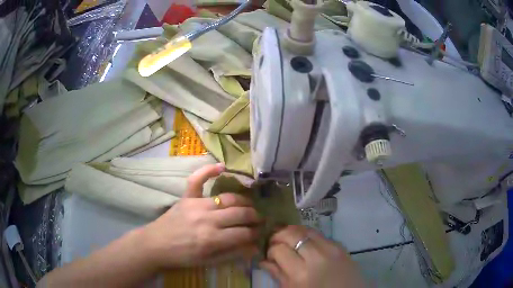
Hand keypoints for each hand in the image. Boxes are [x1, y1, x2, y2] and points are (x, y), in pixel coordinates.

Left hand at [141, 163, 260, 268]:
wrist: (156, 245)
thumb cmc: (182, 256)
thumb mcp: (209, 262)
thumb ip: (232, 254)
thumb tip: (255, 247)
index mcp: (212, 239)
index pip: (243, 233)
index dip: (255, 234)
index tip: (259, 234)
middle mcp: (207, 219)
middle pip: (240, 214)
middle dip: (254, 217)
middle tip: (259, 220)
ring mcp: (196, 204)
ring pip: (228, 198)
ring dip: (243, 201)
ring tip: (249, 206)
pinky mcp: (186, 197)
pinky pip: (198, 179)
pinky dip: (209, 170)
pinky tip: (222, 167)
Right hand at [260, 225, 365, 287]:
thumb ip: (278, 275)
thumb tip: (264, 261)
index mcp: (301, 274)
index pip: (279, 250)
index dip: (270, 250)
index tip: (269, 255)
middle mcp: (317, 257)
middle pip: (292, 234)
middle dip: (278, 235)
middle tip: (273, 242)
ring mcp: (332, 249)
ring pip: (306, 229)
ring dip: (292, 232)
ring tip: (287, 239)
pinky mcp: (341, 246)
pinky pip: (320, 235)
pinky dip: (308, 235)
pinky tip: (304, 243)